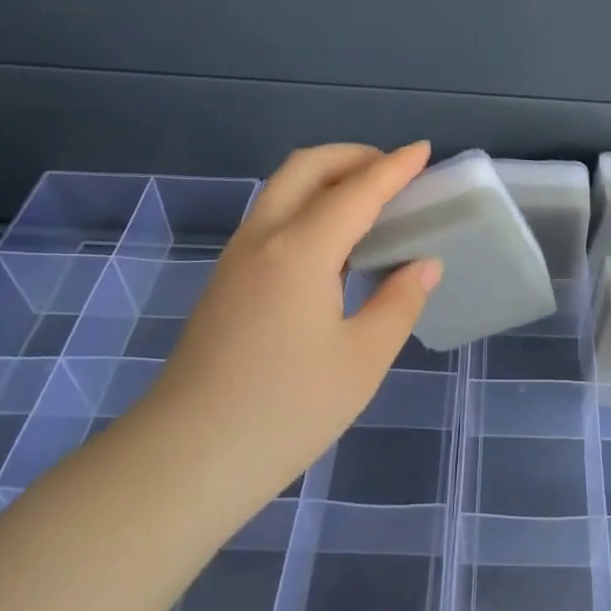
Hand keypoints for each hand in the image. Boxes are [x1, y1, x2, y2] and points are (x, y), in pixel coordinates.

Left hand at [138, 142, 442, 510]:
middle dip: (353, 156)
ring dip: (327, 178)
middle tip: (393, 173)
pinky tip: (334, 244)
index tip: (423, 150)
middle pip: (306, 168)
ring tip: (369, 203)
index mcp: (300, 250)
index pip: (357, 190)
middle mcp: (264, 238)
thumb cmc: (285, 410)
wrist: (186, 460)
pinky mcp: (225, 281)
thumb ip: (399, 302)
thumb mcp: (362, 360)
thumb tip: (423, 264)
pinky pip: (272, 218)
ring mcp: (237, 258)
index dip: (394, 167)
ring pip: (282, 189)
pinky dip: (307, 205)